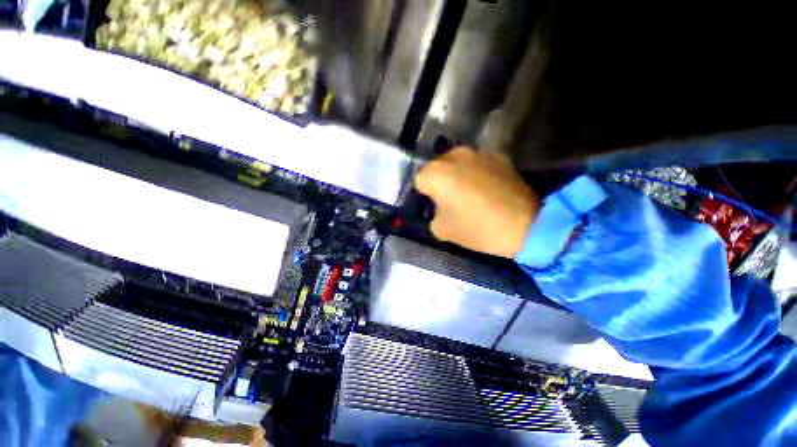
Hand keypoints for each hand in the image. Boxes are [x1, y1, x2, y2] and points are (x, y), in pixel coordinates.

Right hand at [414, 147, 539, 258]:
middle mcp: (454, 155)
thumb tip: (438, 206)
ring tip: (469, 193)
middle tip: (450, 199)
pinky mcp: (498, 156)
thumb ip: (432, 214)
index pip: (419, 180)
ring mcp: (478, 153)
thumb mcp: (441, 229)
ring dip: (457, 176)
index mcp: (436, 173)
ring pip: (456, 163)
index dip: (424, 194)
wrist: (525, 225)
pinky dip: (475, 173)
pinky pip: (477, 164)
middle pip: (437, 167)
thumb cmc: (476, 228)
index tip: (434, 205)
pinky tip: (487, 189)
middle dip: (439, 181)